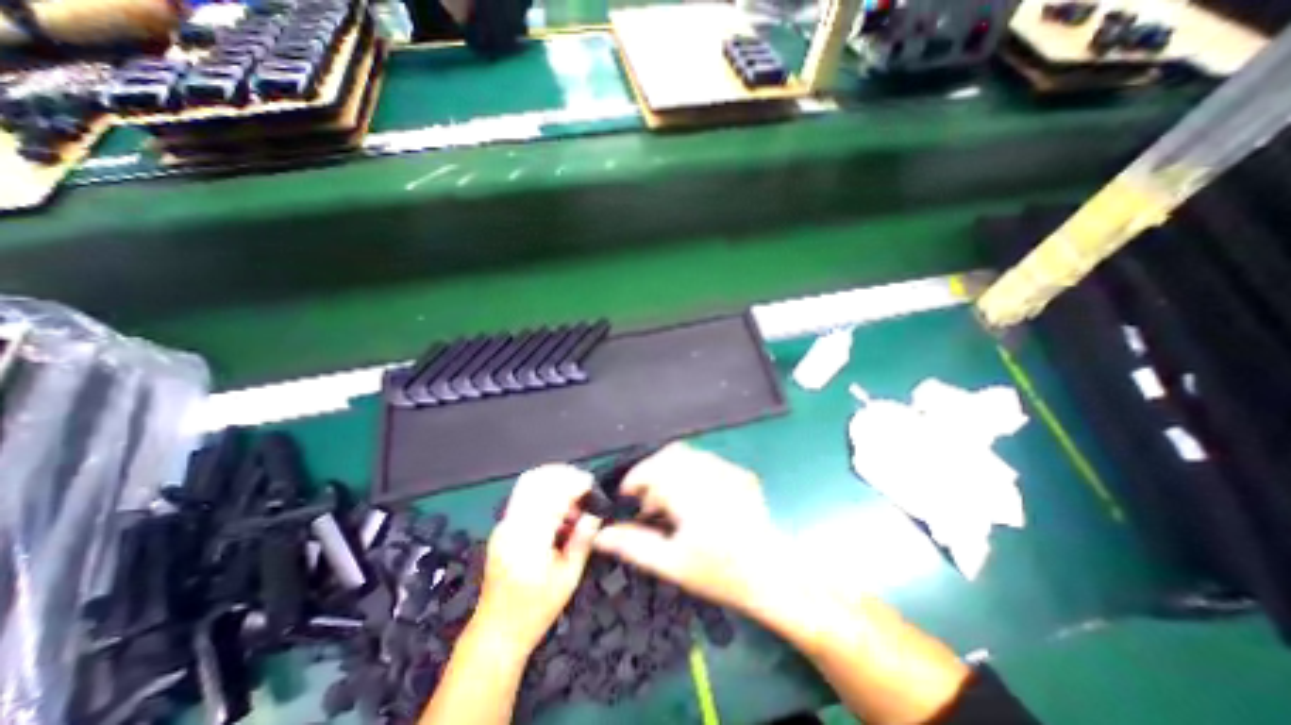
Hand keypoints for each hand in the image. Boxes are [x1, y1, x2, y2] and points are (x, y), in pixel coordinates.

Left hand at [474, 463, 598, 657]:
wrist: (496, 633)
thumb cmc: (535, 611)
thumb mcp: (568, 578)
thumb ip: (582, 540)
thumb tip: (595, 513)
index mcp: (528, 541)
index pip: (550, 495)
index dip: (572, 483)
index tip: (590, 483)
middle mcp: (511, 527)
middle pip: (535, 480)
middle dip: (562, 475)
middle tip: (583, 484)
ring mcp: (503, 525)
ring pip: (528, 485)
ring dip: (553, 482)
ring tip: (574, 499)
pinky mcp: (502, 528)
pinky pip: (525, 497)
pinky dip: (545, 494)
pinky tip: (560, 511)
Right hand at [590, 446, 781, 613]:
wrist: (773, 576)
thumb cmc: (722, 574)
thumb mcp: (673, 564)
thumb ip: (635, 546)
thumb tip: (602, 535)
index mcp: (693, 497)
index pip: (655, 469)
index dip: (635, 478)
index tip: (628, 495)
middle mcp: (712, 476)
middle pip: (671, 455)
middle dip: (653, 472)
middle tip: (650, 502)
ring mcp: (729, 472)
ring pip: (688, 455)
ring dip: (671, 471)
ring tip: (671, 502)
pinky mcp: (740, 473)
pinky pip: (707, 461)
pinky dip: (691, 472)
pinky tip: (694, 498)